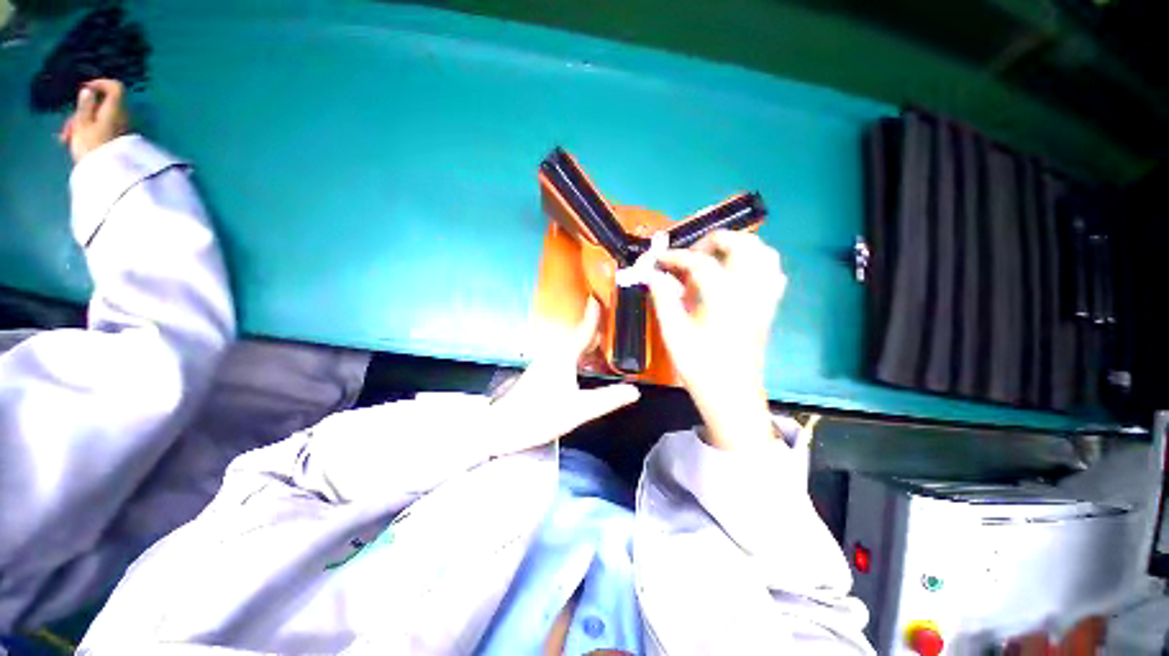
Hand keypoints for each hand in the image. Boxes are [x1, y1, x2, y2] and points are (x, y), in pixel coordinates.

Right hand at [58, 79, 128, 162]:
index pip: (116, 87)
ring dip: (81, 125)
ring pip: (99, 119)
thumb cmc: (92, 147)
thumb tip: (89, 91)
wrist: (107, 175)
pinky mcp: (118, 142)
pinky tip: (73, 143)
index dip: (100, 84)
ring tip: (66, 139)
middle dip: (82, 113)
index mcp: (116, 110)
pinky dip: (88, 133)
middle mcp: (123, 117)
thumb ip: (86, 106)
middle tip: (67, 128)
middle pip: (102, 106)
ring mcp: (122, 130)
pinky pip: (102, 131)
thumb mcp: (83, 124)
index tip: (84, 90)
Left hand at [489, 297, 640, 456]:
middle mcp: (554, 354)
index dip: (593, 315)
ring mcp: (545, 363)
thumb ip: (608, 399)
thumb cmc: (539, 415)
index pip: (584, 330)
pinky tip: (584, 368)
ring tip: (603, 347)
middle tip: (612, 326)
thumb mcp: (579, 409)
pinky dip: (579, 357)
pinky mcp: (541, 373)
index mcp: (563, 356)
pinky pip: (565, 357)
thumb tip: (634, 391)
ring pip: (571, 348)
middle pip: (578, 337)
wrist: (502, 427)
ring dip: (587, 345)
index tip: (598, 298)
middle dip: (595, 330)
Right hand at [649, 230, 785, 449]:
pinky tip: (737, 274)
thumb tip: (653, 275)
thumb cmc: (699, 367)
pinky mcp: (768, 308)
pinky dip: (756, 263)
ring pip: (765, 254)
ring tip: (715, 257)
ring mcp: (764, 299)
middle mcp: (750, 292)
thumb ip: (663, 298)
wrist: (731, 396)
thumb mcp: (673, 333)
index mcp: (723, 299)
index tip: (658, 260)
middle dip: (714, 240)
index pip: (700, 263)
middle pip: (743, 245)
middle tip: (691, 254)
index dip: (675, 257)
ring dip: (739, 247)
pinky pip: (773, 273)